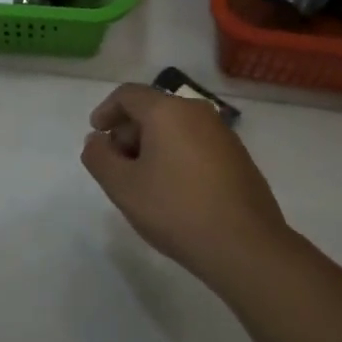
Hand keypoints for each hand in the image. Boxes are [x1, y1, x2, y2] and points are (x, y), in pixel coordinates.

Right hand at [81, 82, 290, 283]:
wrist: (246, 246)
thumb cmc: (176, 210)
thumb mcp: (122, 187)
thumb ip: (99, 158)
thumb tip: (97, 141)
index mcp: (168, 111)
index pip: (128, 95)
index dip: (106, 112)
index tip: (95, 135)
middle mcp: (198, 113)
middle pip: (153, 110)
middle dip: (128, 133)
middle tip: (116, 166)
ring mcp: (223, 134)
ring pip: (176, 128)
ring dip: (152, 146)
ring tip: (143, 182)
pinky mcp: (238, 158)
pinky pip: (196, 144)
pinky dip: (176, 156)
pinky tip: (173, 191)